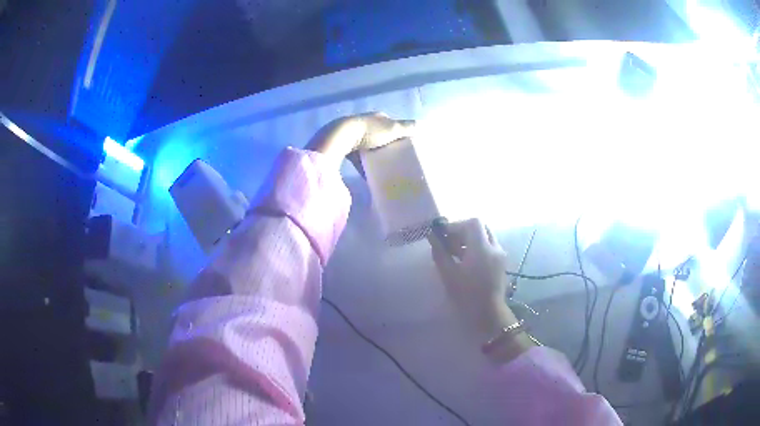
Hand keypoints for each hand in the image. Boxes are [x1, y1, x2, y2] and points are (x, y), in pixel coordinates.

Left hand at [306, 113, 414, 164]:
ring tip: (383, 169)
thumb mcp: (392, 129)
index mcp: (377, 117)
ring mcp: (354, 135)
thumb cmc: (369, 132)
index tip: (405, 147)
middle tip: (395, 160)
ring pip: (369, 147)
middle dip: (386, 147)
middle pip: (380, 136)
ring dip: (374, 156)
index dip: (399, 135)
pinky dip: (363, 165)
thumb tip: (423, 125)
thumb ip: (407, 128)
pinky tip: (368, 175)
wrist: (341, 137)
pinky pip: (357, 158)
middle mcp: (365, 123)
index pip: (392, 125)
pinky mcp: (345, 147)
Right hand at [429, 219, 536, 361]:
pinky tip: (467, 262)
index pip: (473, 222)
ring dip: (471, 240)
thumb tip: (432, 236)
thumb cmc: (466, 295)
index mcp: (482, 248)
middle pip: (481, 227)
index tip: (444, 235)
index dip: (457, 225)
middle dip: (464, 231)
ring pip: (486, 237)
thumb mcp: (449, 274)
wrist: (488, 315)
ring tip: (456, 254)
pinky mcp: (501, 264)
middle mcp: (494, 247)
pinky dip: (478, 248)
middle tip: (450, 243)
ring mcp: (500, 255)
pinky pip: (490, 247)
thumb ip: (440, 252)